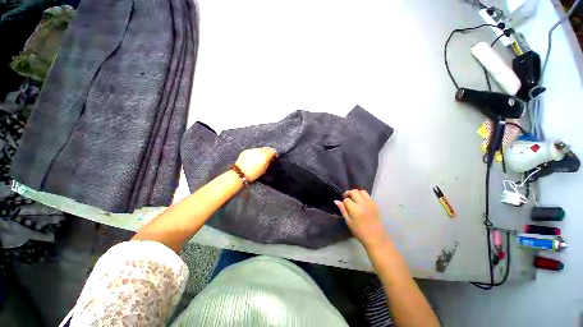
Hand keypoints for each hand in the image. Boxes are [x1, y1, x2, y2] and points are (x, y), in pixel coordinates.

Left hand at [235, 147, 277, 181]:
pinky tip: (253, 158)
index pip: (272, 151)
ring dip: (261, 152)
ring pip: (259, 149)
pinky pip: (253, 150)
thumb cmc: (254, 174)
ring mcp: (252, 150)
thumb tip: (271, 159)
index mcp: (265, 156)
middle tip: (269, 157)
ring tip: (260, 158)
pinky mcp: (246, 151)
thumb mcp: (264, 170)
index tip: (275, 157)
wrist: (240, 173)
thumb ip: (268, 162)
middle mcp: (259, 151)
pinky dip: (255, 153)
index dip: (274, 153)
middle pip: (266, 148)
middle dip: (268, 152)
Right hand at [334, 190, 389, 249]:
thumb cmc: (360, 232)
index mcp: (355, 209)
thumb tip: (336, 201)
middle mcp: (363, 204)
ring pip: (362, 191)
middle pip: (354, 192)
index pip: (346, 200)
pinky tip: (361, 202)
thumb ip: (343, 210)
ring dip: (356, 193)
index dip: (343, 201)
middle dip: (348, 193)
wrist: (376, 238)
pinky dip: (363, 196)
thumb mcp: (348, 222)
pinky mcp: (375, 204)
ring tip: (354, 199)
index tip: (343, 205)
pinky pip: (368, 195)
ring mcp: (370, 203)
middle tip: (346, 198)